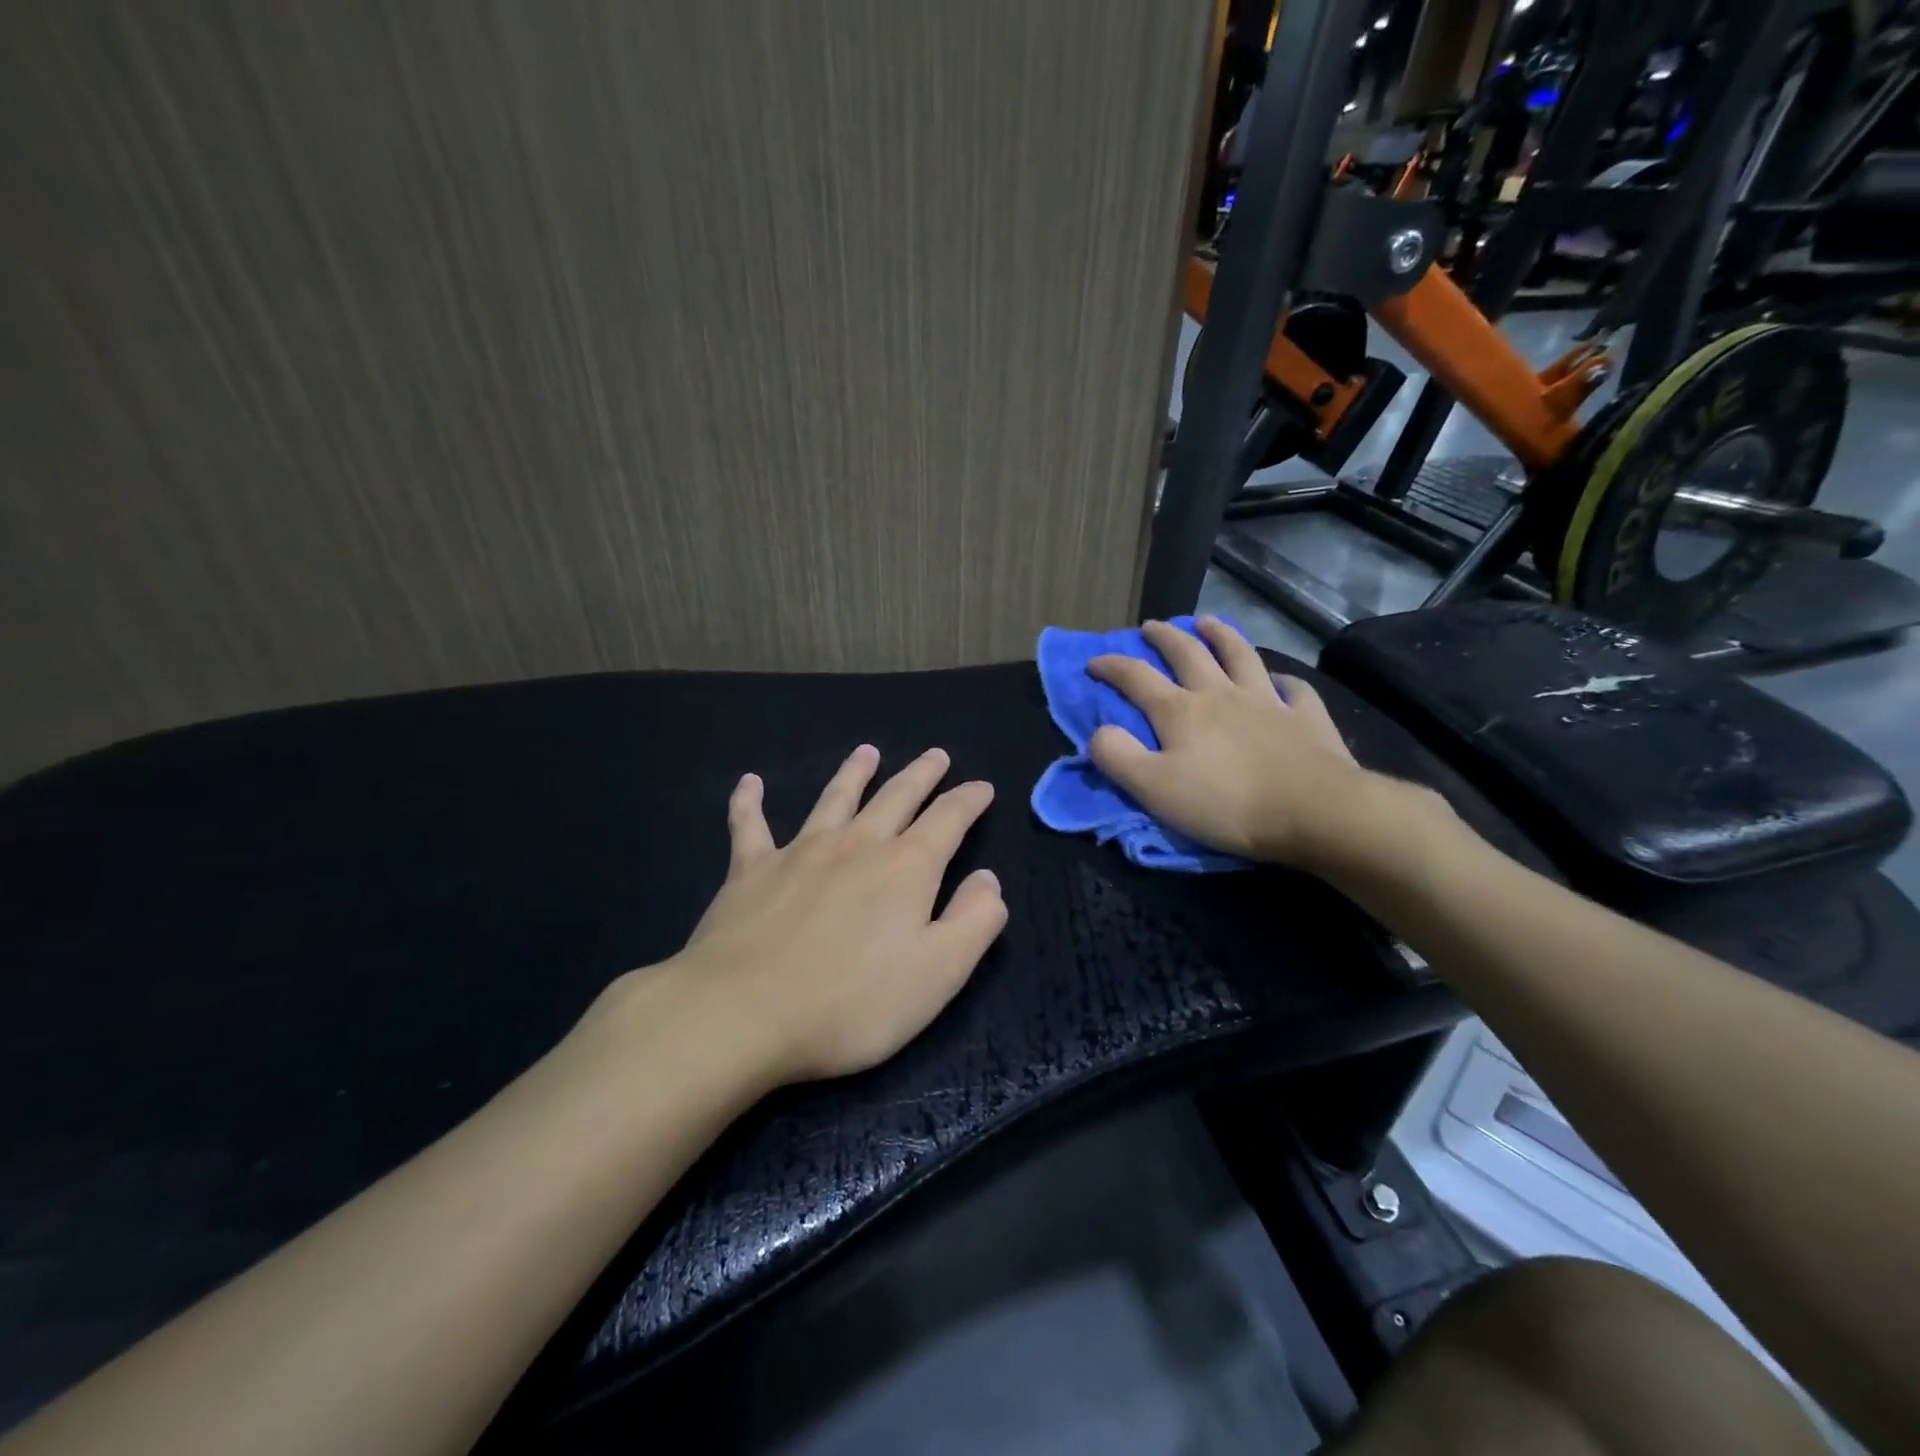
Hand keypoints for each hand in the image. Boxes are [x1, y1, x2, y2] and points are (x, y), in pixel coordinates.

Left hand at [665, 746, 1006, 1084]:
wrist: (743, 1012)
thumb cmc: (852, 1002)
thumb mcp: (939, 973)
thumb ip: (974, 921)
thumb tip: (988, 879)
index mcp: (906, 868)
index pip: (948, 819)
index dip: (969, 800)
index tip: (982, 786)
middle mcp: (857, 845)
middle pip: (896, 797)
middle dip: (921, 774)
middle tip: (936, 755)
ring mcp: (800, 852)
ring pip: (834, 798)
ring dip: (853, 773)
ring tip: (866, 752)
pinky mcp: (750, 869)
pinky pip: (750, 825)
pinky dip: (749, 801)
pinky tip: (750, 783)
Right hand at [1087, 617, 1377, 867]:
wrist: (1314, 812)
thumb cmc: (1225, 803)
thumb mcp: (1154, 788)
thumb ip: (1118, 756)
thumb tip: (1097, 731)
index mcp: (1180, 711)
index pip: (1136, 678)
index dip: (1111, 666)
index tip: (1093, 661)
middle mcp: (1221, 694)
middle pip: (1188, 653)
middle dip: (1165, 637)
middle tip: (1151, 627)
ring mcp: (1267, 701)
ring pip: (1240, 655)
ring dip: (1221, 635)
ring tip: (1209, 623)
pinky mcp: (1305, 718)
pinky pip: (1294, 689)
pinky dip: (1283, 680)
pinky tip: (1279, 681)